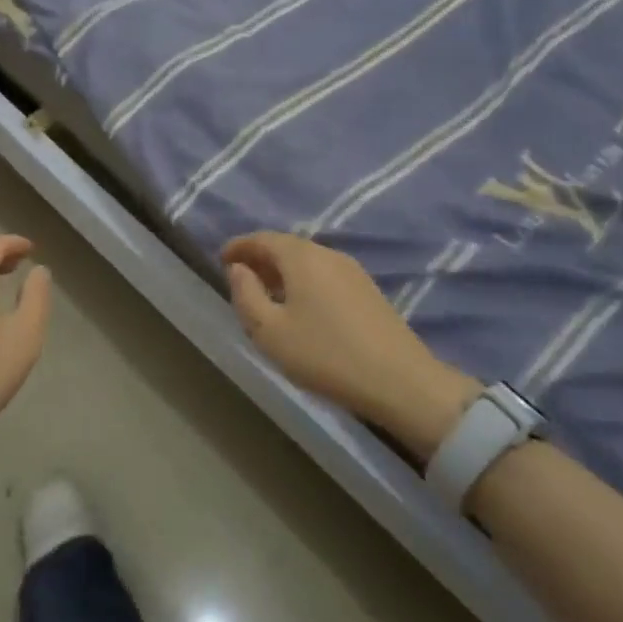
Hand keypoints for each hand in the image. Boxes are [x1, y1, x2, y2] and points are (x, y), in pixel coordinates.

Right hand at [222, 233, 476, 458]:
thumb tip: (238, 269)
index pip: (262, 239)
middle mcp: (327, 254)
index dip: (239, 246)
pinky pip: (324, 274)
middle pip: (286, 246)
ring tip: (266, 293)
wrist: (402, 382)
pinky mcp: (368, 291)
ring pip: (307, 260)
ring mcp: (352, 271)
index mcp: (301, 257)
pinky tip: (299, 306)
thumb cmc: (325, 355)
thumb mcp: (270, 332)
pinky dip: (303, 281)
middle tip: (239, 276)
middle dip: (260, 257)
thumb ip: (246, 295)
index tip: (221, 259)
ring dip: (282, 271)